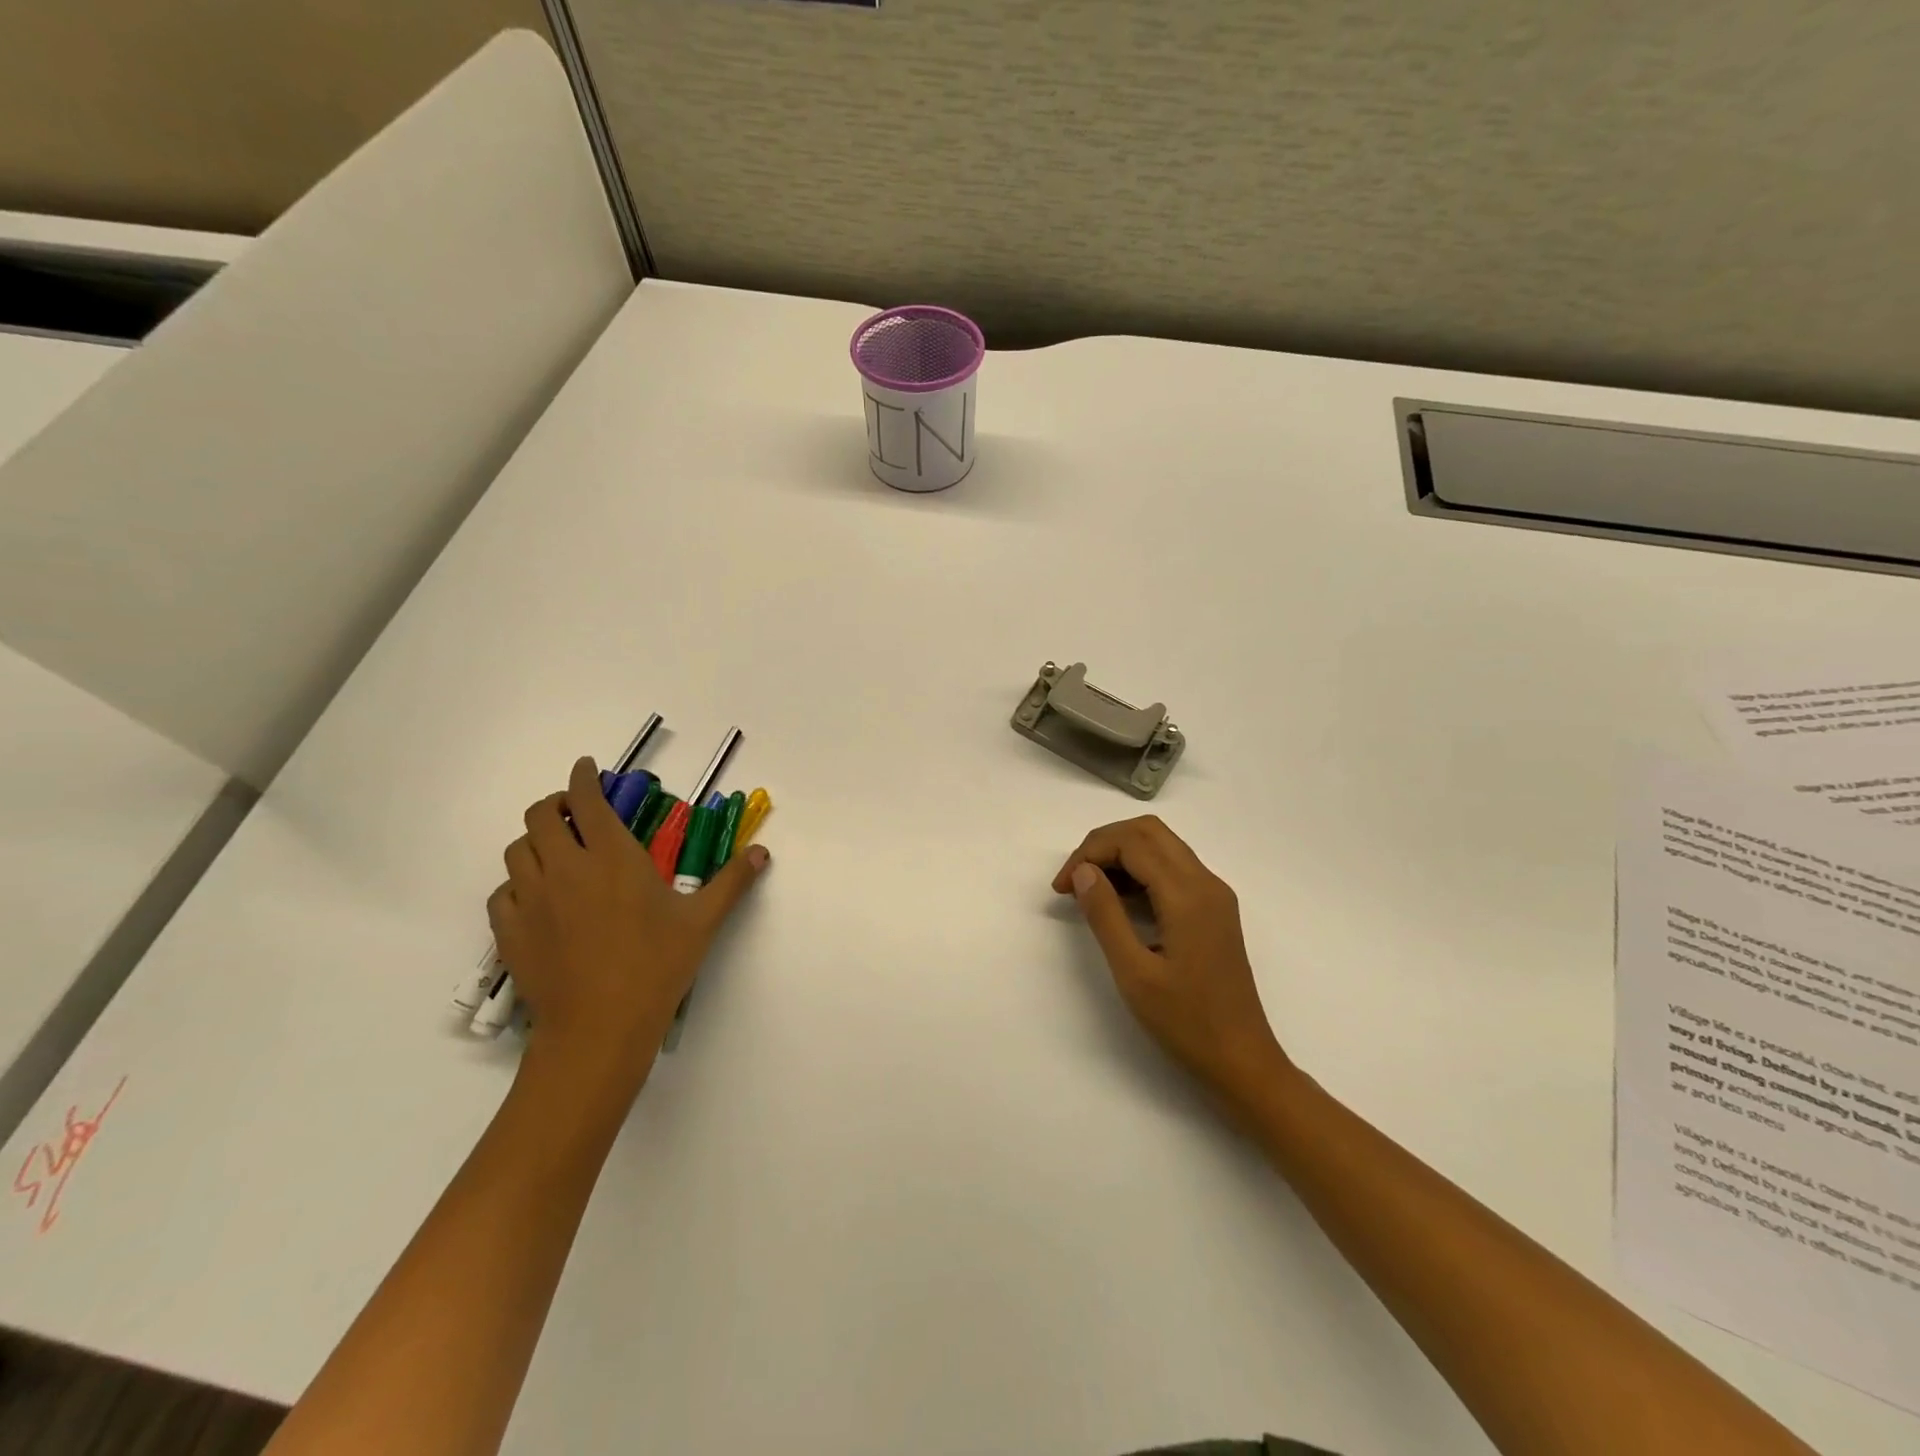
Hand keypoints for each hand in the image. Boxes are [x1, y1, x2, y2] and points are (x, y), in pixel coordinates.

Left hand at [489, 756, 768, 1088]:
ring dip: (536, 841)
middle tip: (577, 813)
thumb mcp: (702, 921)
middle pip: (540, 815)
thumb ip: (732, 881)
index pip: (587, 800)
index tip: (587, 768)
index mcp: (612, 857)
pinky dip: (516, 884)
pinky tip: (536, 898)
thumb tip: (762, 852)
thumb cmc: (656, 967)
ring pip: (516, 850)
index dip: (583, 776)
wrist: (599, 1029)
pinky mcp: (509, 931)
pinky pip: (501, 892)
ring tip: (557, 853)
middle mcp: (564, 868)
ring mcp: (530, 899)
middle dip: (556, 803)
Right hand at [1054, 816, 1286, 1106]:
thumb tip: (1083, 871)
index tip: (1061, 887)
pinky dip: (1139, 871)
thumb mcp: (1134, 972)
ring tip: (1088, 890)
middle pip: (1148, 831)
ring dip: (1121, 855)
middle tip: (1074, 879)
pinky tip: (1118, 901)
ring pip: (1161, 846)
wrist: (1242, 1060)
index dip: (1089, 853)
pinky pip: (1172, 869)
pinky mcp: (1214, 909)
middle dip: (1104, 844)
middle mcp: (1206, 883)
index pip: (1131, 842)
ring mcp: (1214, 895)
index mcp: (1188, 895)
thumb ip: (1105, 915)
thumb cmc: (1186, 1022)